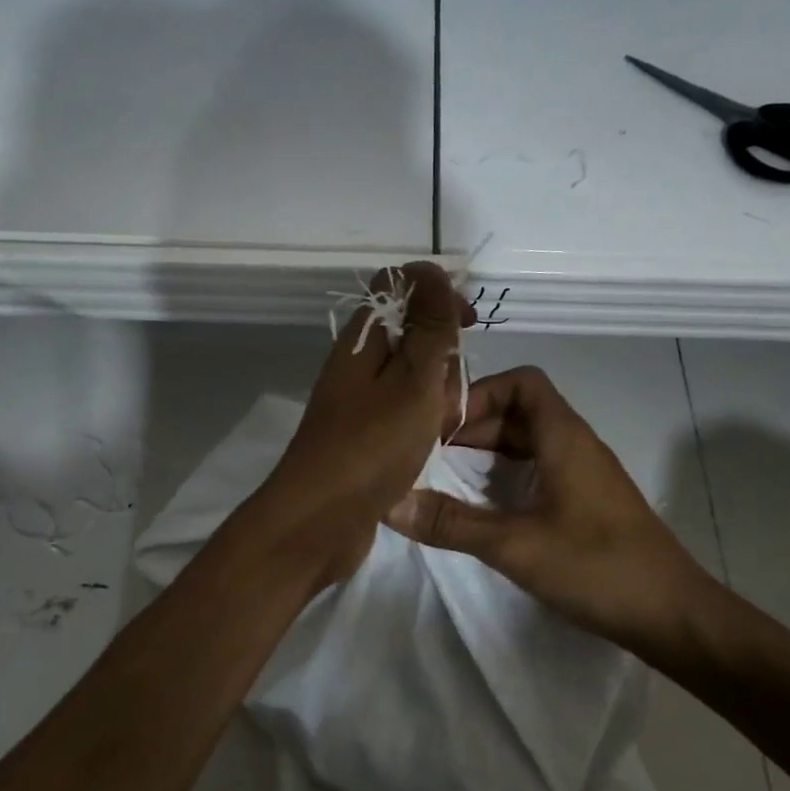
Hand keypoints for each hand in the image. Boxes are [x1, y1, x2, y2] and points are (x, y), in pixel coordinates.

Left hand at [252, 262, 473, 587]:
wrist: (320, 520)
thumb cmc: (371, 446)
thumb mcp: (413, 380)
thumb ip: (428, 327)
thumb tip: (431, 270)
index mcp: (361, 339)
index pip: (399, 288)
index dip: (438, 295)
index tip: (469, 325)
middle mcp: (356, 364)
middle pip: (412, 336)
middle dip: (443, 358)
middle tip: (445, 394)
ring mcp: (358, 402)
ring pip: (413, 379)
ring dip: (436, 396)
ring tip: (438, 428)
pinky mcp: (363, 436)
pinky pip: (404, 413)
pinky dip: (422, 424)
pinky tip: (430, 446)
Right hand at [385, 365, 713, 652]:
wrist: (673, 616)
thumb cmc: (598, 567)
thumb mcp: (515, 545)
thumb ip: (451, 524)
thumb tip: (389, 503)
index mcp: (564, 437)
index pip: (521, 382)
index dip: (478, 393)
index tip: (440, 425)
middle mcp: (575, 446)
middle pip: (518, 412)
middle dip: (471, 428)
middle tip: (427, 456)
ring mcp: (584, 476)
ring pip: (528, 444)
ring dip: (486, 455)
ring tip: (444, 480)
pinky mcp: (586, 505)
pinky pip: (538, 473)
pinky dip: (505, 479)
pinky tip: (482, 510)